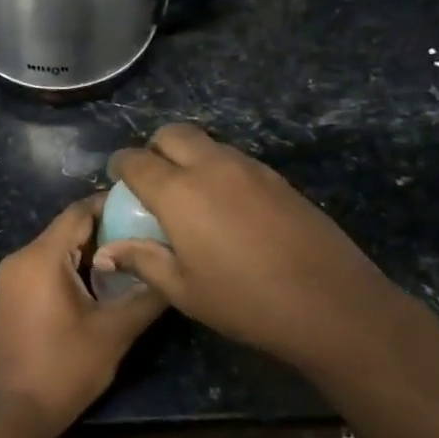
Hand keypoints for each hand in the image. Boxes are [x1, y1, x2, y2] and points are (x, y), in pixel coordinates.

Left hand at [0, 195, 167, 435]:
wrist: (13, 413)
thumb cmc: (63, 368)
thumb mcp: (114, 332)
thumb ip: (147, 295)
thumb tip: (174, 269)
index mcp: (40, 257)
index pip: (80, 211)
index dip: (113, 205)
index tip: (148, 208)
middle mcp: (21, 258)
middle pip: (69, 228)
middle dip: (109, 229)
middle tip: (150, 235)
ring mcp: (13, 278)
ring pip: (59, 249)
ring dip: (94, 251)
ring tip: (137, 258)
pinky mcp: (15, 296)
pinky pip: (48, 268)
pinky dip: (76, 268)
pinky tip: (106, 283)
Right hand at [94, 124, 426, 372]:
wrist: (330, 303)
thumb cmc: (245, 302)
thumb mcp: (183, 290)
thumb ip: (142, 261)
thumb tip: (107, 251)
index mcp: (180, 193)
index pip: (137, 161)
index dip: (120, 166)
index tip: (116, 179)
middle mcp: (212, 167)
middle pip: (173, 134)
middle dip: (154, 148)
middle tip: (152, 180)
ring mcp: (250, 168)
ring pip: (208, 143)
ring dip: (189, 156)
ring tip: (189, 195)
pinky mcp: (278, 179)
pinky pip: (235, 159)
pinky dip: (218, 169)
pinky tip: (225, 207)